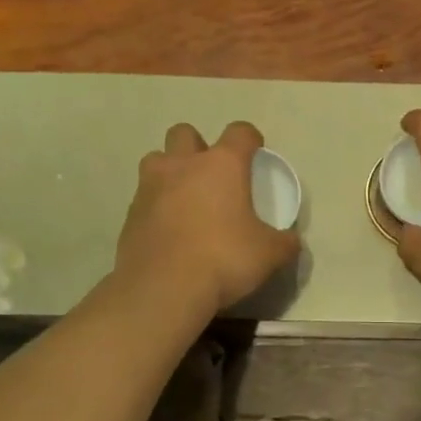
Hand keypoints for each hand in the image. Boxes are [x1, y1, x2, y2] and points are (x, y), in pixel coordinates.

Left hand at [116, 121, 299, 318]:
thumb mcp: (269, 255)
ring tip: (183, 198)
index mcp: (222, 164)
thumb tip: (291, 240)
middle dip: (197, 146)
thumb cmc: (223, 259)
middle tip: (210, 174)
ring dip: (169, 171)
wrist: (162, 288)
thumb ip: (284, 242)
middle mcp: (183, 165)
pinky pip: (144, 197)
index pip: (240, 132)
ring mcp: (150, 187)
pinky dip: (156, 206)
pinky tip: (168, 230)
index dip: (250, 139)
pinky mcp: (130, 213)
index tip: (255, 154)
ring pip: (156, 159)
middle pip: (184, 133)